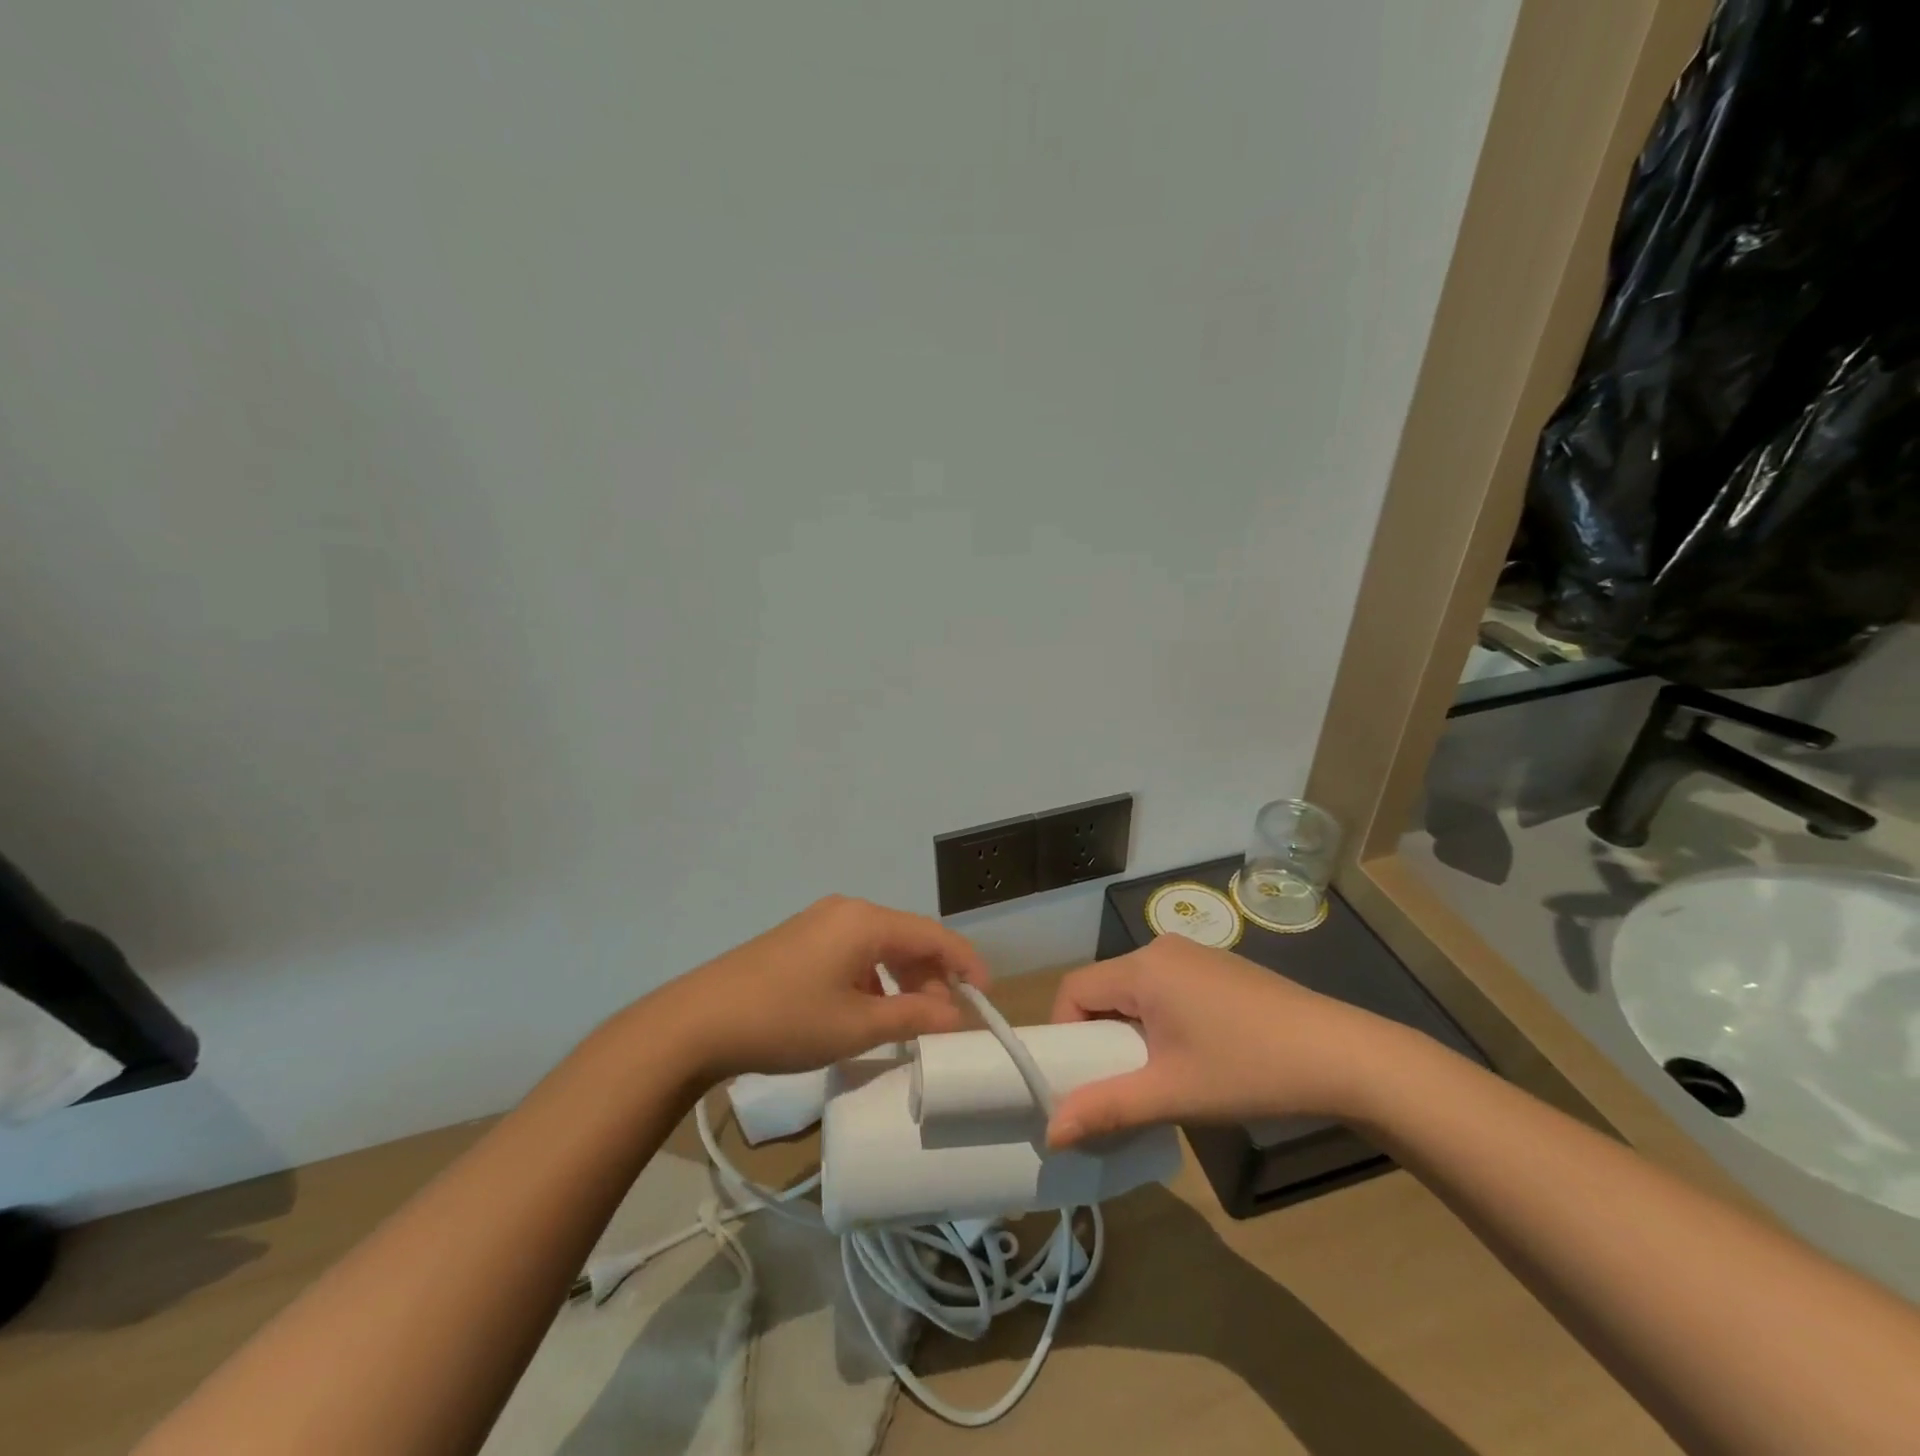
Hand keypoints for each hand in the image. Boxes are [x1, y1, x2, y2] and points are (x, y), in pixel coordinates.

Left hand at [647, 895, 990, 1082]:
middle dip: (932, 977)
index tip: (985, 996)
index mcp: (865, 921)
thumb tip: (956, 1016)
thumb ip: (913, 1017)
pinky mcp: (800, 940)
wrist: (698, 1021)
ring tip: (909, 1021)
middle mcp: (847, 911)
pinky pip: (853, 952)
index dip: (965, 963)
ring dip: (902, 980)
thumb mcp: (856, 1025)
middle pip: (907, 938)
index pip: (933, 934)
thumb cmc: (786, 1019)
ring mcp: (820, 923)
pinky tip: (868, 1011)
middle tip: (944, 1020)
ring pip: (880, 946)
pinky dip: (873, 979)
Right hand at [1045, 935, 1403, 1147]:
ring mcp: (1193, 956)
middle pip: (1104, 988)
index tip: (1080, 1077)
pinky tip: (1192, 1056)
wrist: (1342, 1057)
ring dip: (1130, 1031)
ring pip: (1135, 990)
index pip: (1074, 989)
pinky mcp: (1218, 969)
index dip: (1064, 1033)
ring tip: (1156, 1076)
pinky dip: (1159, 1020)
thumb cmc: (1248, 1071)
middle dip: (1099, 1037)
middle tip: (1118, 1084)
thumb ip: (1107, 1108)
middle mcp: (1162, 949)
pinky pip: (1165, 989)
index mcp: (1143, 968)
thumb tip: (1051, 1133)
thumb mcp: (1171, 1094)